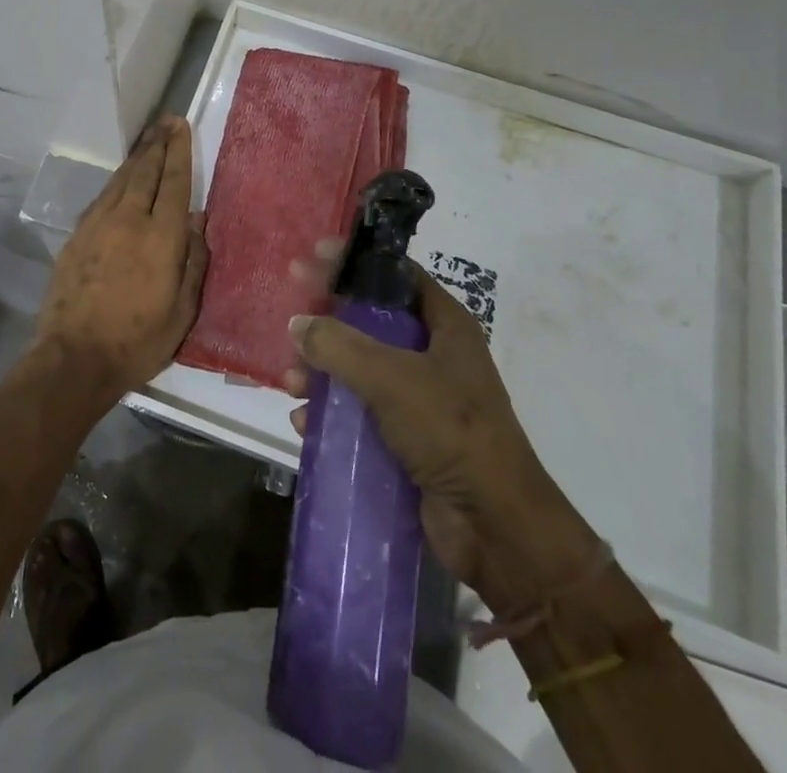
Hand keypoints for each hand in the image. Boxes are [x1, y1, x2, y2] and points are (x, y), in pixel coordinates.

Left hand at [35, 118, 206, 403]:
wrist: (74, 359)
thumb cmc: (138, 341)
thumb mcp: (182, 311)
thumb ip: (193, 261)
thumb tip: (197, 220)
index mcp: (160, 237)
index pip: (173, 182)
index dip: (179, 152)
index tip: (182, 126)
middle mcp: (128, 220)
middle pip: (145, 171)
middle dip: (158, 143)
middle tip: (167, 121)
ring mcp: (98, 225)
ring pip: (120, 179)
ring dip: (136, 156)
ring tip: (148, 139)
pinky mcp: (77, 235)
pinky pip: (101, 197)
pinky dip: (116, 180)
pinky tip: (121, 178)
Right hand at [285, 258, 584, 597]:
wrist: (497, 529)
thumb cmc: (451, 432)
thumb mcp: (391, 378)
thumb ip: (339, 345)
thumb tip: (298, 323)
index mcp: (444, 326)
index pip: (395, 275)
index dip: (355, 263)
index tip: (314, 256)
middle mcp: (433, 354)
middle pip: (370, 321)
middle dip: (327, 322)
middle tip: (289, 315)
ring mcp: (420, 398)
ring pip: (359, 368)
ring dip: (322, 371)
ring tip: (291, 382)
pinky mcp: (407, 437)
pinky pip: (359, 412)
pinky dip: (331, 412)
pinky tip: (303, 422)